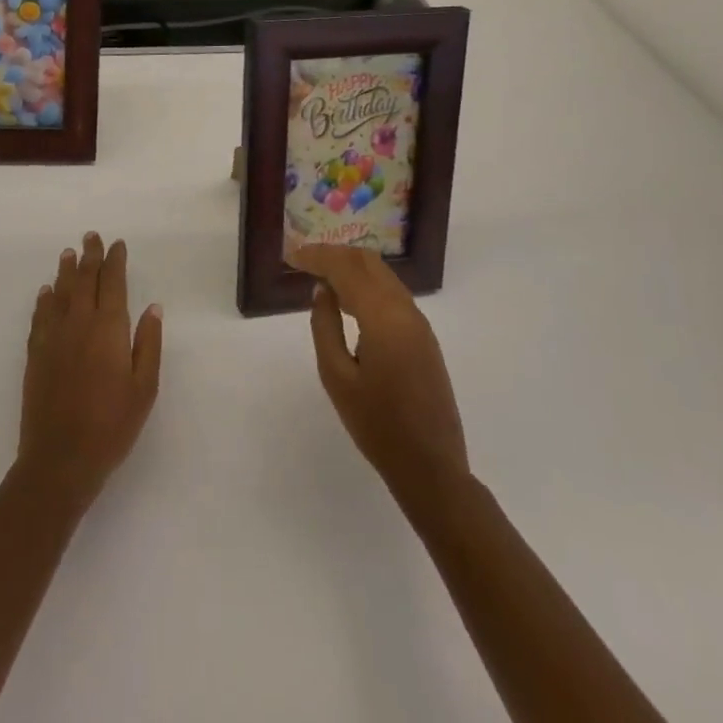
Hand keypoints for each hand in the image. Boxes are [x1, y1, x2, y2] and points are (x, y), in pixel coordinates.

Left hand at [15, 233, 162, 518]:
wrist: (60, 459)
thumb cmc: (111, 426)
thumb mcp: (144, 389)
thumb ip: (149, 344)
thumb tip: (152, 307)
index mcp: (109, 329)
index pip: (113, 283)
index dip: (115, 261)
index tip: (117, 245)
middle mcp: (79, 323)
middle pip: (84, 280)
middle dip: (90, 256)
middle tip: (91, 237)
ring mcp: (53, 337)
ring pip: (60, 293)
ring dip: (66, 271)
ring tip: (69, 253)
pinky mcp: (35, 354)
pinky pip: (40, 316)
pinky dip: (44, 299)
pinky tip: (46, 292)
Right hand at [290, 245, 469, 525]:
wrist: (431, 468)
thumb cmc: (377, 426)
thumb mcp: (337, 377)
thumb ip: (325, 326)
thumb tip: (323, 291)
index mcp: (384, 317)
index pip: (346, 268)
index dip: (317, 256)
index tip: (292, 256)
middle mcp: (406, 310)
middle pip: (368, 262)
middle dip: (334, 254)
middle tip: (304, 260)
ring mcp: (419, 323)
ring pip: (382, 275)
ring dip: (351, 267)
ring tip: (321, 274)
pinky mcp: (424, 337)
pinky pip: (392, 293)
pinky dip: (366, 284)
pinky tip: (347, 298)